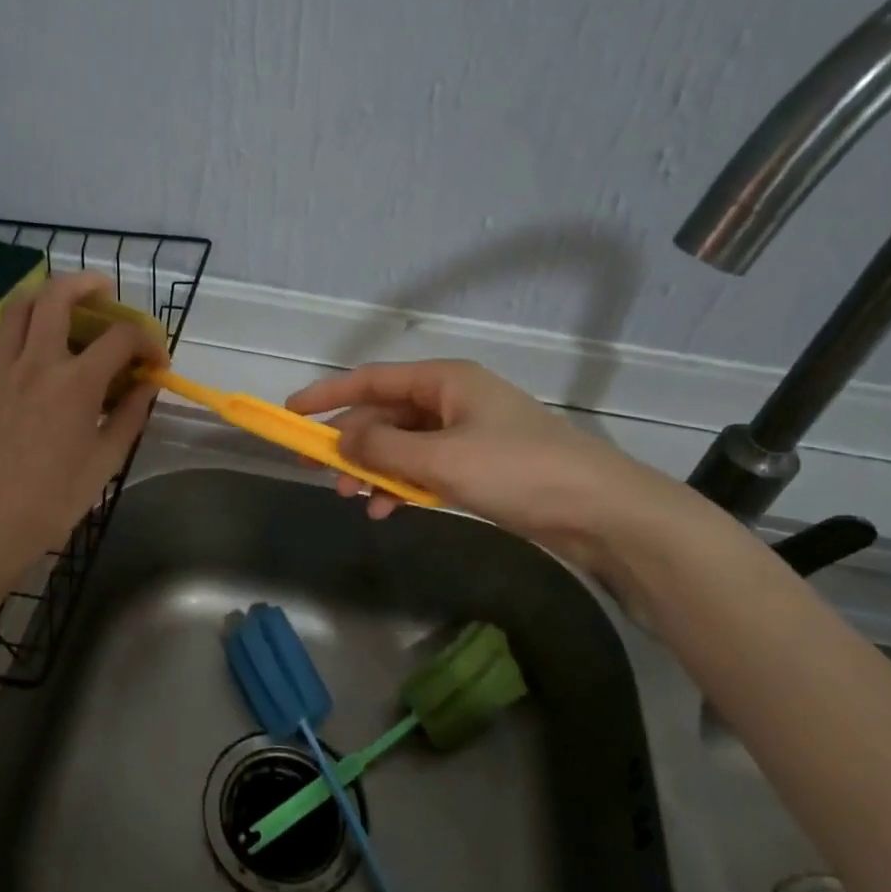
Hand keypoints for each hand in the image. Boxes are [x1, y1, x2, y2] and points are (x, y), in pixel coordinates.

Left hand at [0, 272, 166, 571]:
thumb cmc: (56, 497)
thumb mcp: (107, 458)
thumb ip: (130, 413)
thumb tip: (147, 383)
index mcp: (77, 383)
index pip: (120, 338)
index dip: (146, 340)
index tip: (156, 360)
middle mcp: (38, 363)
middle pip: (58, 298)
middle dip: (87, 284)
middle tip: (104, 291)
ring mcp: (2, 371)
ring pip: (17, 308)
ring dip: (43, 295)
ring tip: (61, 303)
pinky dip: (8, 326)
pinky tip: (21, 337)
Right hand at [286, 359, 706, 580]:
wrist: (599, 511)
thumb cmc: (518, 471)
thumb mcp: (441, 459)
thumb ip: (383, 448)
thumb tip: (341, 441)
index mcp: (445, 381)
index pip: (372, 380)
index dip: (328, 395)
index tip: (291, 413)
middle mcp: (452, 399)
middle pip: (385, 414)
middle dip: (351, 443)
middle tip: (320, 472)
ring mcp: (466, 432)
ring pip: (402, 444)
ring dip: (374, 468)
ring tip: (354, 499)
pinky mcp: (478, 464)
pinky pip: (424, 467)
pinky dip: (402, 484)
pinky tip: (387, 508)